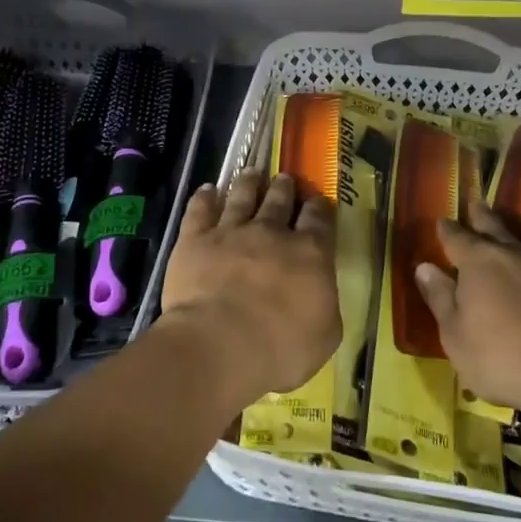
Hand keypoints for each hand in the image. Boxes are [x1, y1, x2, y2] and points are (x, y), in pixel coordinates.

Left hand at [158, 172, 339, 405]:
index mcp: (310, 253)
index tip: (318, 201)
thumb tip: (320, 292)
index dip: (319, 208)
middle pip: (280, 200)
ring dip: (248, 183)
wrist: (220, 344)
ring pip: (242, 196)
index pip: (319, 220)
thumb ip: (325, 305)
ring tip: (252, 173)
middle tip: (285, 179)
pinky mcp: (195, 239)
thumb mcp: (325, 335)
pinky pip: (200, 209)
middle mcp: (271, 232)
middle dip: (284, 187)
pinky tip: (207, 190)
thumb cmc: (280, 347)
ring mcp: (231, 231)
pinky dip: (204, 197)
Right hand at [413, 200, 520, 420]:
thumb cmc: (499, 358)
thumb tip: (424, 267)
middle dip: (483, 216)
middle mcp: (516, 256)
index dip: (447, 230)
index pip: (457, 238)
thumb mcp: (454, 335)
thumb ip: (440, 298)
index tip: (442, 222)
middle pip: (496, 228)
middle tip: (477, 204)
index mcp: (479, 263)